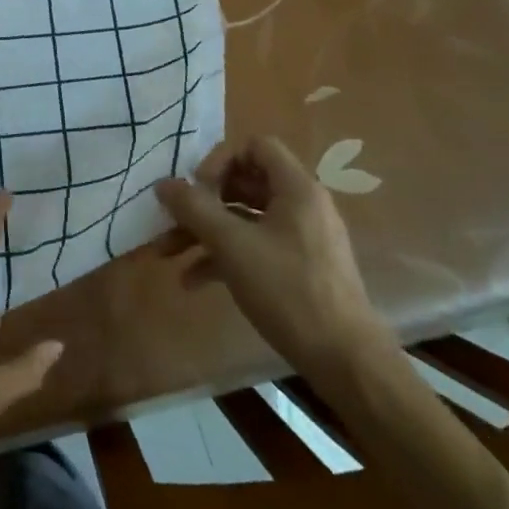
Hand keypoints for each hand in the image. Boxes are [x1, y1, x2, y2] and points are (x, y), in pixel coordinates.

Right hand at [155, 136, 390, 382]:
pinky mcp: (299, 268)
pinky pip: (255, 246)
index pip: (255, 147)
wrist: (345, 361)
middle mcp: (302, 206)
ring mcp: (302, 238)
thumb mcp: (233, 246)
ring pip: (244, 219)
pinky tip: (194, 281)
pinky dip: (224, 256)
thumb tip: (163, 183)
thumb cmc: (288, 291)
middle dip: (202, 203)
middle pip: (244, 183)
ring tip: (168, 255)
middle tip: (172, 221)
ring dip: (205, 233)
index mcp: (296, 189)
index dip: (221, 161)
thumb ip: (195, 209)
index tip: (197, 191)